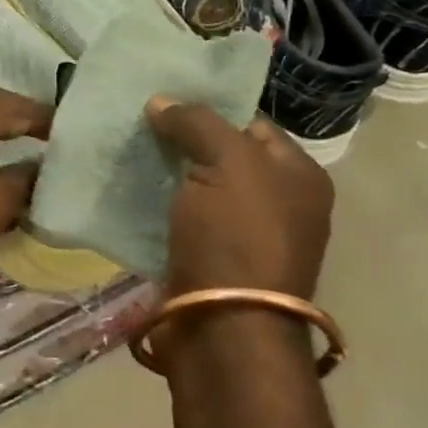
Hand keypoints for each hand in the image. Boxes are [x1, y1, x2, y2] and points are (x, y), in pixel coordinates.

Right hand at [147, 98, 333, 300]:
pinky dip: (159, 207)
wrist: (222, 326)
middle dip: (183, 142)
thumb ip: (197, 122)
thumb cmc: (237, 236)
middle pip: (223, 156)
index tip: (164, 102)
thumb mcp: (226, 162)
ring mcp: (245, 237)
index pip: (252, 124)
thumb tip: (161, 101)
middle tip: (140, 125)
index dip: (210, 110)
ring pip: (199, 189)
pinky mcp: (212, 262)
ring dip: (167, 175)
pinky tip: (130, 192)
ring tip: (127, 154)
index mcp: (299, 176)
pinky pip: (182, 220)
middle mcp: (280, 205)